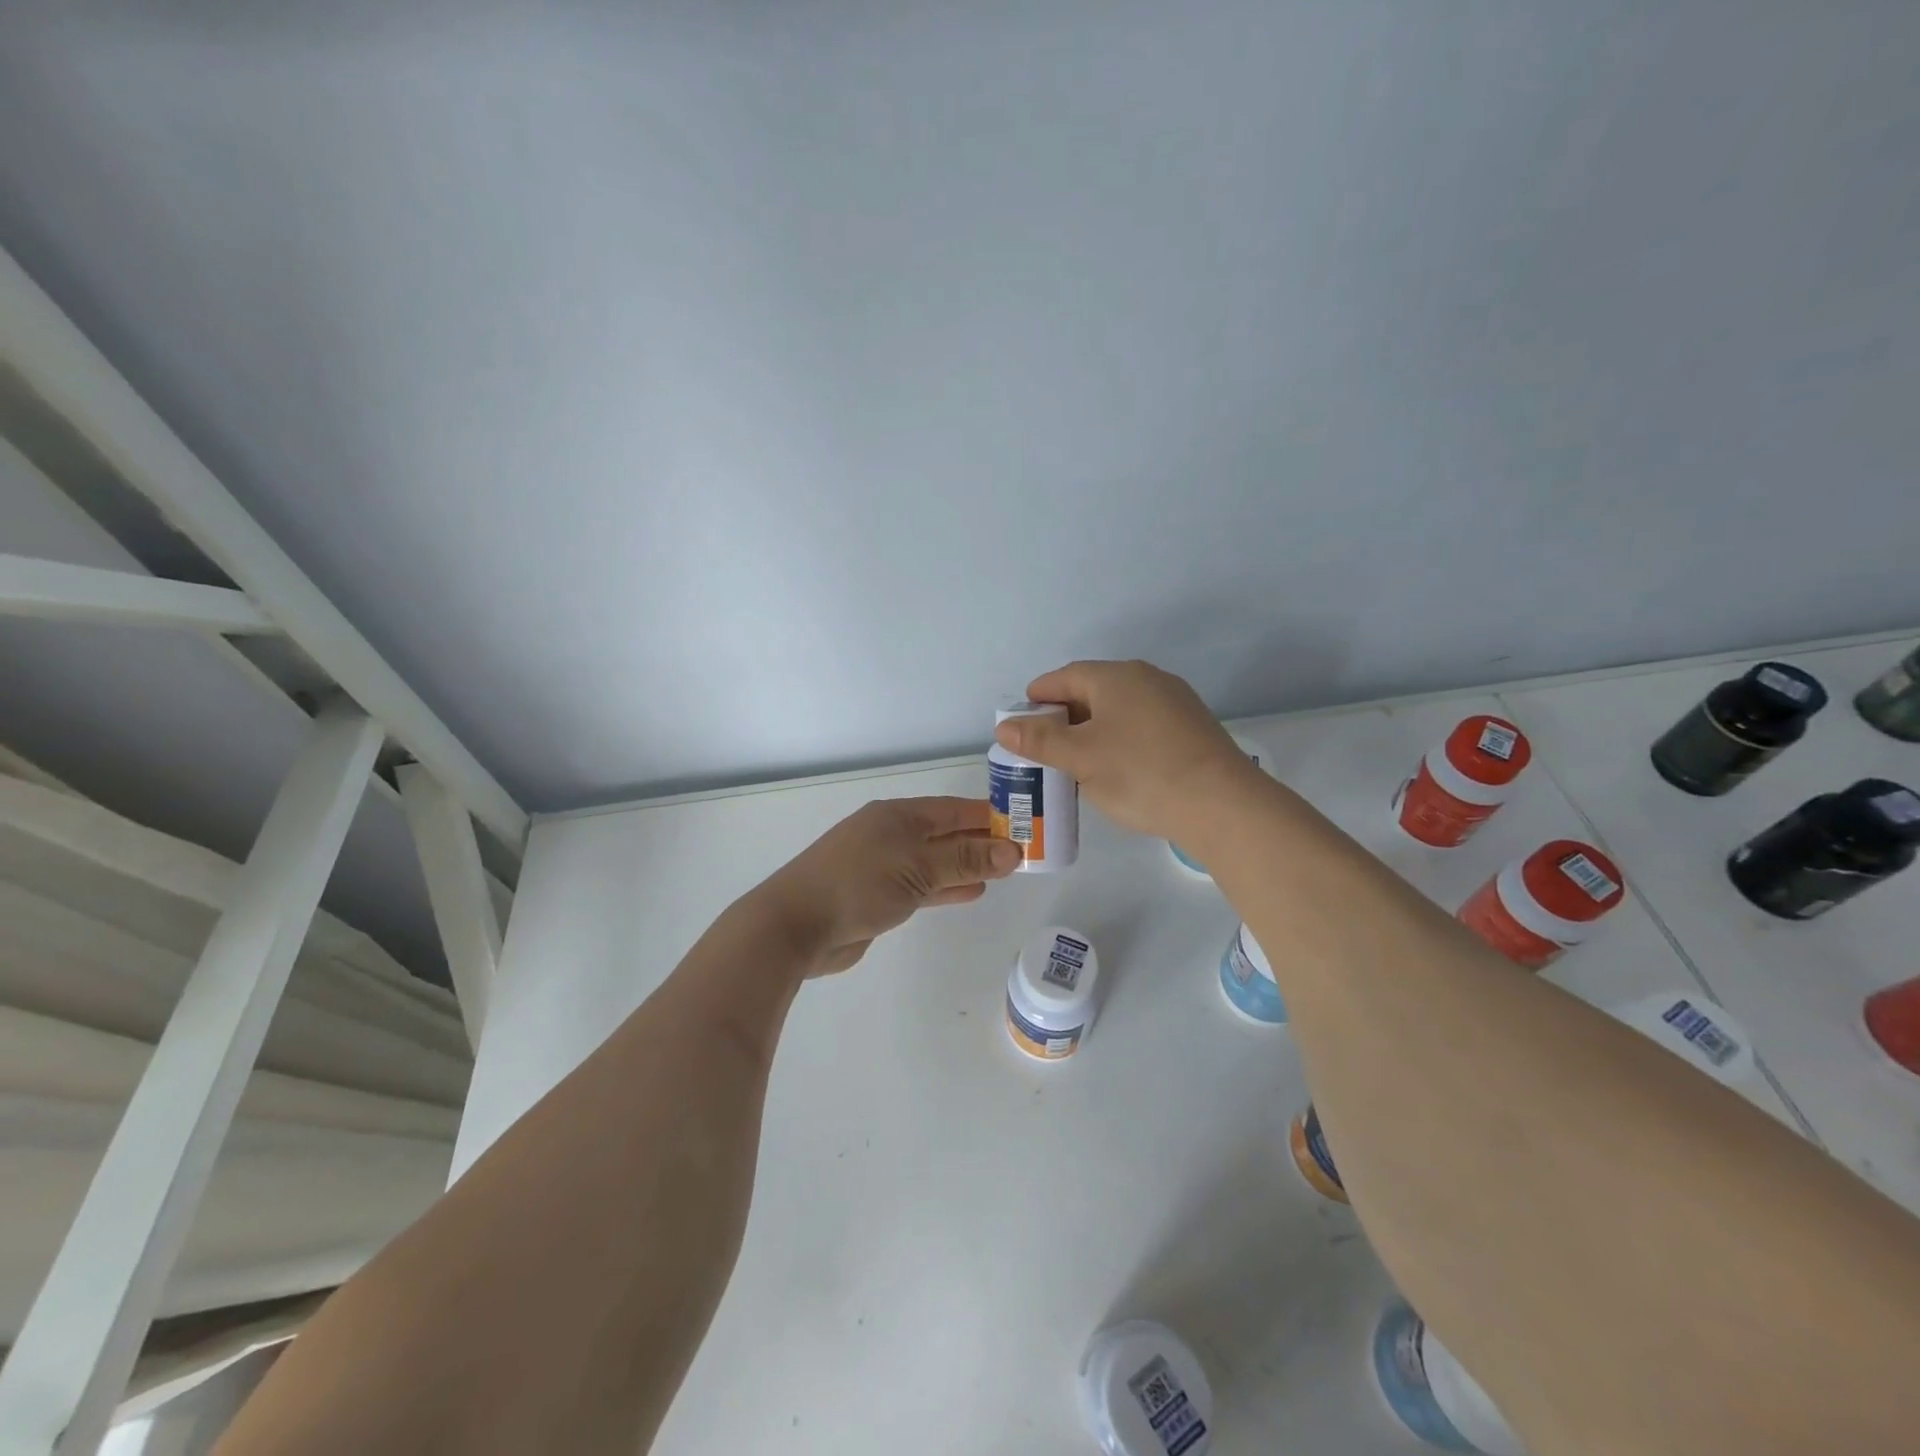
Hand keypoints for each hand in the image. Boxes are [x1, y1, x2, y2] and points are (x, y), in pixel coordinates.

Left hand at [753, 797, 1022, 975]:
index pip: (953, 809)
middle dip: (980, 842)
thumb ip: (965, 859)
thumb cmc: (858, 884)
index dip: (987, 816)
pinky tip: (971, 891)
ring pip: (935, 861)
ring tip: (1003, 872)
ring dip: (966, 866)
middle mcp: (891, 834)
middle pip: (945, 834)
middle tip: (1021, 852)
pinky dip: (946, 887)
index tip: (1022, 824)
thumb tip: (1013, 850)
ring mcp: (882, 865)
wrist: (795, 926)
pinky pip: (922, 885)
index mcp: (898, 816)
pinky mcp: (877, 896)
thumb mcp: (918, 867)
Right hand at [992, 660, 1257, 840]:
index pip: (1062, 678)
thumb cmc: (1140, 774)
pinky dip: (1120, 739)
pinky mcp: (1191, 726)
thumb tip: (1004, 726)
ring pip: (1118, 709)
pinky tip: (1117, 768)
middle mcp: (1146, 678)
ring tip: (1077, 763)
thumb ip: (1039, 740)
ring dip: (1092, 730)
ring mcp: (1173, 701)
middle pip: (1091, 691)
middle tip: (1045, 750)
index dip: (1036, 700)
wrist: (1222, 805)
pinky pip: (1141, 724)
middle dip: (1063, 718)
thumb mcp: (1080, 759)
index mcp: (1115, 677)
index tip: (1020, 726)